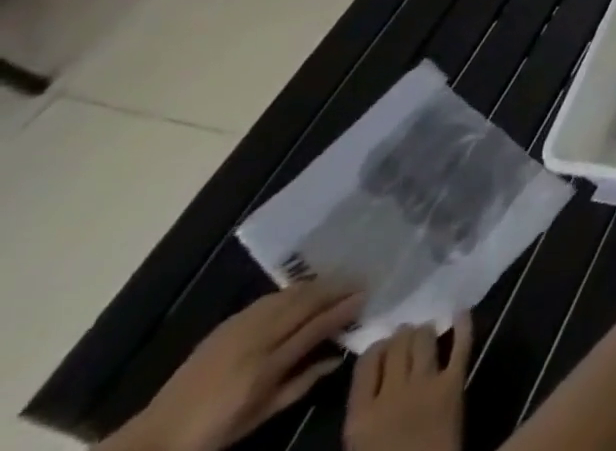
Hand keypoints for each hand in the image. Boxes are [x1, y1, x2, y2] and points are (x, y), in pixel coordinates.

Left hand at [126, 280, 361, 450]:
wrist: (152, 438)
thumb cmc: (210, 434)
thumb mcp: (256, 419)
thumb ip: (299, 385)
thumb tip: (338, 357)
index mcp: (263, 370)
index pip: (315, 328)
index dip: (343, 309)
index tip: (365, 297)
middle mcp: (255, 342)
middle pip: (305, 304)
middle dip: (336, 289)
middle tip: (360, 280)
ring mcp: (238, 329)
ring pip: (289, 295)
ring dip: (318, 284)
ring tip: (339, 279)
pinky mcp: (226, 325)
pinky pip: (270, 298)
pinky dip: (293, 290)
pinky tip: (303, 290)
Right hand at [345, 318, 471, 450]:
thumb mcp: (359, 445)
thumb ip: (363, 412)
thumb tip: (373, 379)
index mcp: (360, 417)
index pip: (367, 362)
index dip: (377, 348)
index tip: (383, 346)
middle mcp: (391, 394)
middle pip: (398, 345)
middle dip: (402, 335)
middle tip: (406, 333)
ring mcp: (426, 384)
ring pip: (425, 338)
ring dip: (425, 330)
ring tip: (426, 328)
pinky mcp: (455, 382)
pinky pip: (461, 344)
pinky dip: (463, 323)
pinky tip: (461, 311)